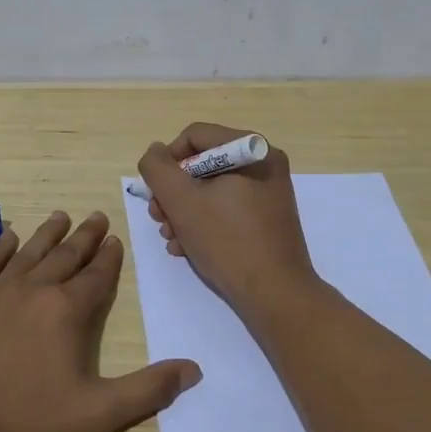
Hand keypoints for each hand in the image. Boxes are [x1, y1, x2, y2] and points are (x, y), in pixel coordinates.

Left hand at [0, 210, 201, 431]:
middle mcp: (32, 291)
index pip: (95, 276)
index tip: (115, 240)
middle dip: (84, 237)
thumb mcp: (97, 414)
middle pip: (65, 256)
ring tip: (60, 216)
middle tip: (96, 216)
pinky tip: (7, 238)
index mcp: (66, 311)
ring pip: (27, 253)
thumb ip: (147, 390)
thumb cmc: (27, 424)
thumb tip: (192, 369)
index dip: (109, 258)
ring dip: (47, 234)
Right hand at [137, 124, 319, 318]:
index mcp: (252, 150)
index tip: (156, 193)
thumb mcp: (182, 201)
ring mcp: (266, 193)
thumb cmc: (228, 241)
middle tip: (159, 219)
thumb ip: (158, 169)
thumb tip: (155, 152)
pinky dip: (202, 223)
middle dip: (173, 193)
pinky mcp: (265, 219)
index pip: (194, 136)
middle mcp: (263, 165)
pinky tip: (186, 248)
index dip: (167, 161)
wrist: (275, 295)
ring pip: (209, 189)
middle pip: (201, 164)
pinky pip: (225, 208)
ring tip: (171, 239)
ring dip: (182, 212)